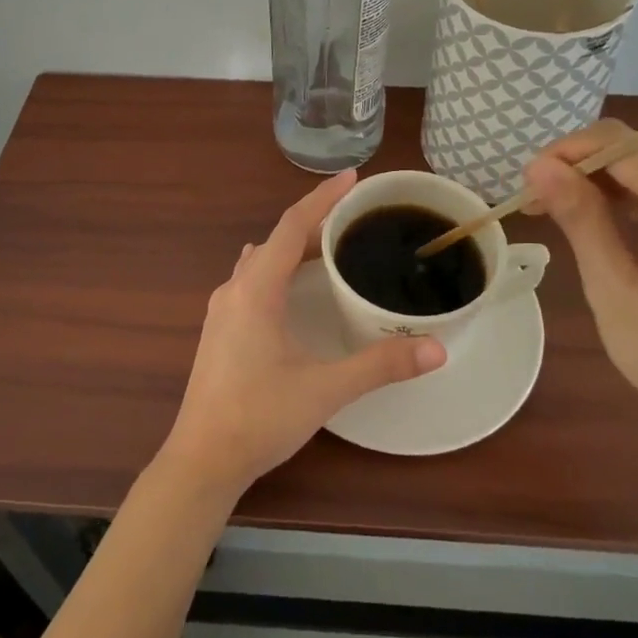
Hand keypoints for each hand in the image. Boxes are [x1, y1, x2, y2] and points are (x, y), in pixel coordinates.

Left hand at [160, 170, 446, 495]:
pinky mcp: (219, 330)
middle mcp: (234, 289)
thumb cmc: (259, 417)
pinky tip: (295, 289)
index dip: (323, 198)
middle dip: (314, 222)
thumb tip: (436, 349)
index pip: (292, 225)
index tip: (353, 177)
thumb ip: (380, 365)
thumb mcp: (325, 389)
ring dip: (293, 247)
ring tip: (330, 248)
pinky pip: (252, 280)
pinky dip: (278, 269)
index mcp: (256, 289)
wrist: (201, 460)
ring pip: (260, 260)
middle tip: (354, 218)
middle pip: (276, 240)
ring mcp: (222, 310)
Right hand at [523, 124, 637, 447]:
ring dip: (601, 186)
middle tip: (535, 206)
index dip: (566, 153)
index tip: (526, 185)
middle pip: (636, 154)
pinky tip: (603, 227)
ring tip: (558, 216)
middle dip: (580, 171)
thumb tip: (540, 167)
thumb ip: (580, 218)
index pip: (619, 144)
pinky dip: (631, 203)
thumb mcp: (615, 290)